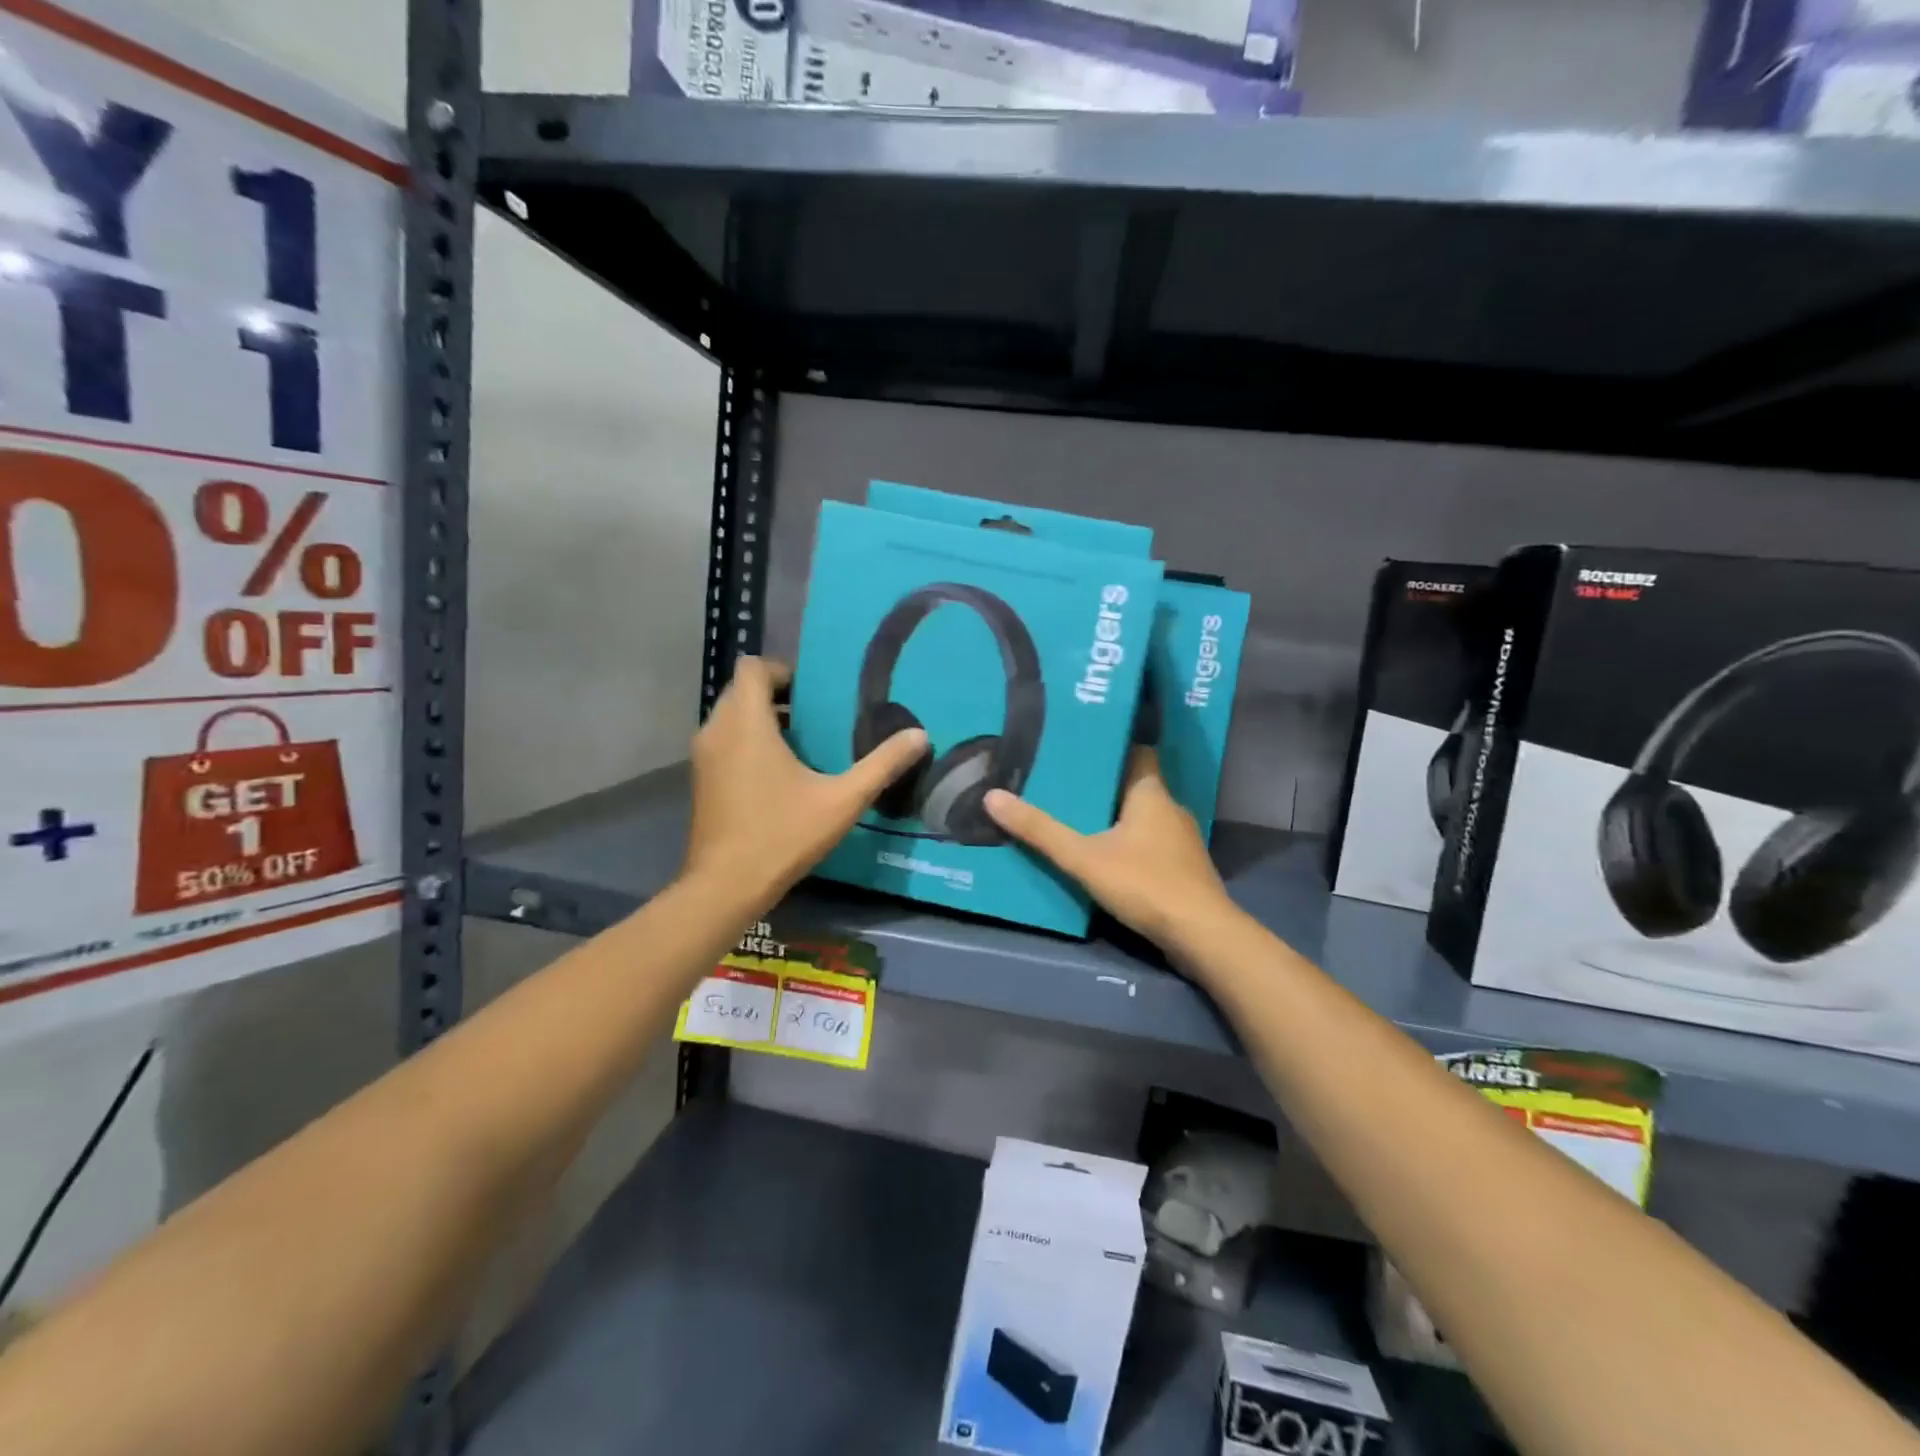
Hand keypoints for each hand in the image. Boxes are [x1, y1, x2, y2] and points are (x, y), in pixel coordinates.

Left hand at [683, 657, 928, 906]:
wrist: (725, 886)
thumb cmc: (782, 835)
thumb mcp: (842, 801)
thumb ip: (881, 765)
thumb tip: (920, 736)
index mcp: (746, 723)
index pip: (752, 668)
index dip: (782, 671)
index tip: (814, 692)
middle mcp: (717, 730)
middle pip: (741, 690)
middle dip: (777, 695)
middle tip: (817, 716)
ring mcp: (704, 756)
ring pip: (731, 717)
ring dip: (762, 720)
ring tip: (804, 743)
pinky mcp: (701, 779)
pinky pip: (725, 741)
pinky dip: (748, 741)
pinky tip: (780, 773)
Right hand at [984, 747, 1234, 951]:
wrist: (1201, 935)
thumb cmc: (1144, 883)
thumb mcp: (1083, 857)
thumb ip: (1040, 830)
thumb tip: (993, 797)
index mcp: (1152, 793)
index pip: (1137, 753)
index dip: (1112, 746)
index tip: (1082, 743)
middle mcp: (1171, 809)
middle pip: (1135, 786)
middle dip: (1104, 785)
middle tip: (1066, 782)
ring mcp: (1181, 841)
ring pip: (1144, 818)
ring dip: (1117, 817)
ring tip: (1079, 817)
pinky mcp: (1184, 869)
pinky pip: (1152, 844)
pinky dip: (1130, 844)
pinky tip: (1107, 856)